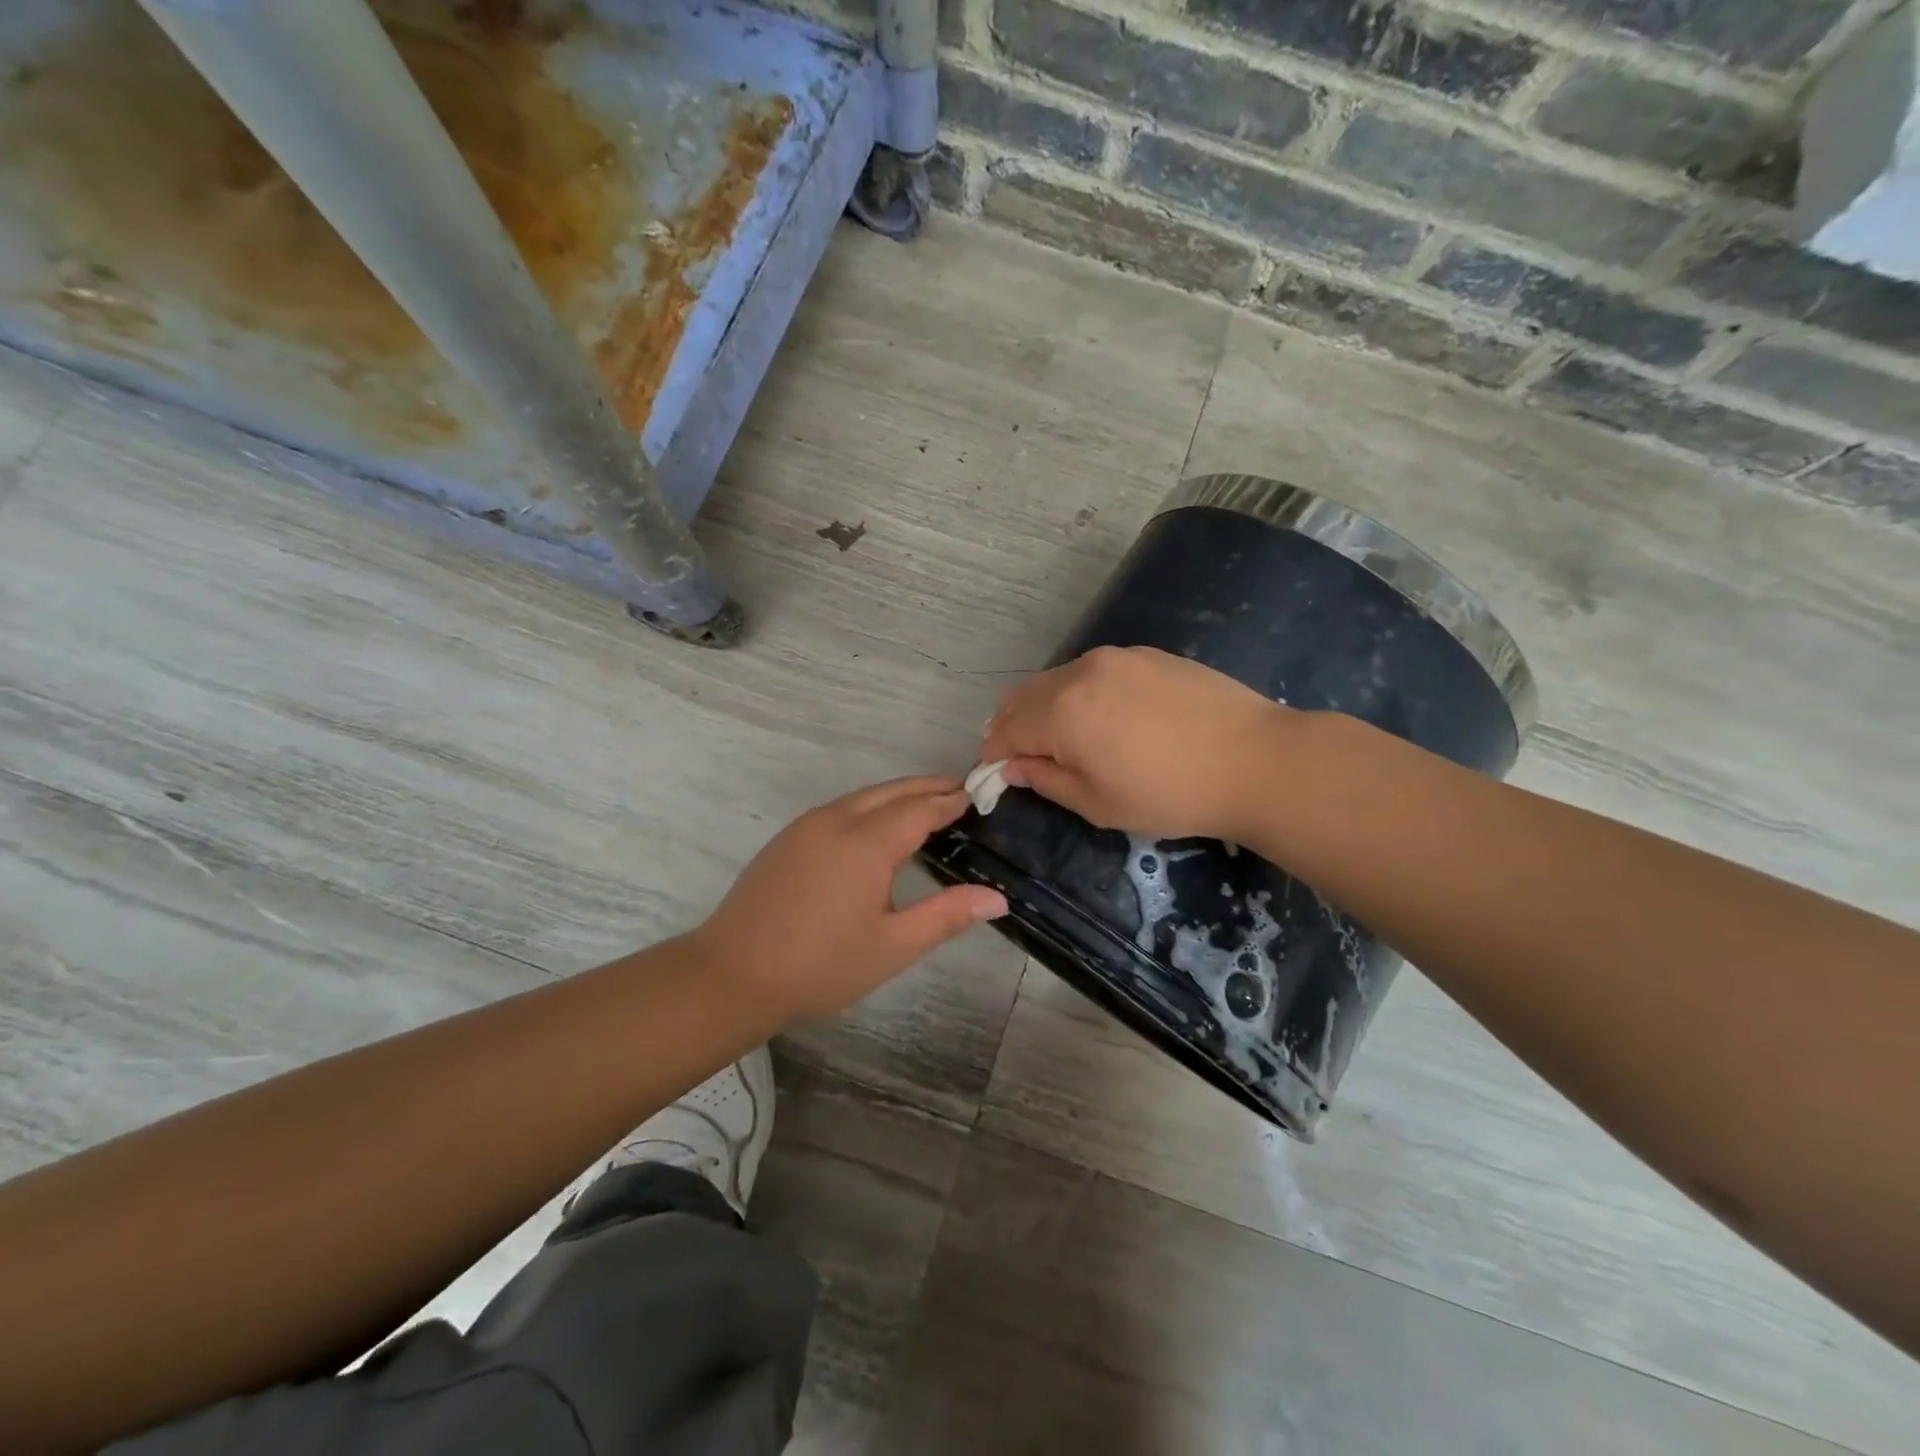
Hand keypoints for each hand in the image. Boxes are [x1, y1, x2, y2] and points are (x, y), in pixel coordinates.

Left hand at [691, 777, 1006, 1020]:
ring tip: (928, 805)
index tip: (977, 795)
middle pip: (893, 791)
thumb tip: (997, 898)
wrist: (732, 974)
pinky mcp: (789, 837)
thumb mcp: (893, 946)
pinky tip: (878, 827)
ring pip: (864, 796)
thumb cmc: (821, 965)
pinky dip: (871, 806)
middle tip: (960, 791)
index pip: (921, 808)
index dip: (951, 801)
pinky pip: (841, 807)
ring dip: (899, 794)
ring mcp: (808, 825)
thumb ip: (947, 916)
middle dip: (928, 787)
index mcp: (867, 842)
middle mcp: (838, 820)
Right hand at [981, 646, 1287, 842]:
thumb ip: (1046, 780)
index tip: (995, 777)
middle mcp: (1080, 672)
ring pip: (1058, 680)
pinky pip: (1093, 672)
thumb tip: (1013, 766)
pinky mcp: (1146, 654)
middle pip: (1024, 697)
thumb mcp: (1099, 803)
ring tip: (1063, 741)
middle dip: (1013, 727)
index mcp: (1062, 712)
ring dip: (1045, 709)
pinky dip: (1080, 694)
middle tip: (1022, 759)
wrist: (1256, 760)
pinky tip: (1105, 719)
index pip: (1006, 730)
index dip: (994, 755)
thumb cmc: (1170, 794)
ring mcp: (1116, 657)